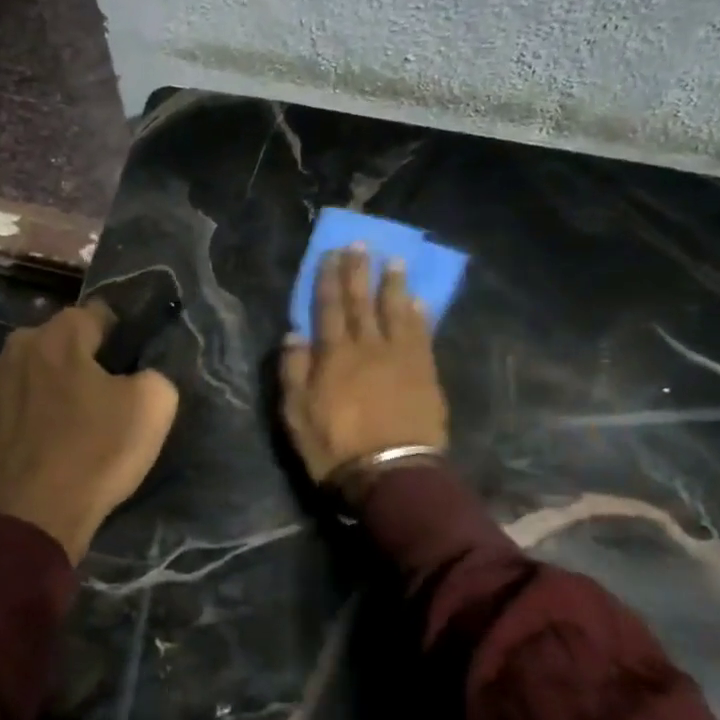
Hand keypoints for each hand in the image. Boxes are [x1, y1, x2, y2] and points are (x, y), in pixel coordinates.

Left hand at [0, 302, 179, 562]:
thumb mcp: (153, 408)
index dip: (117, 336)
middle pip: (57, 343)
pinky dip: (18, 415)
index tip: (127, 364)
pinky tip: (32, 444)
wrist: (26, 517)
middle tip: (97, 398)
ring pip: (26, 372)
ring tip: (61, 425)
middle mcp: (16, 347)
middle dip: (76, 361)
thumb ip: (154, 375)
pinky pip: (4, 404)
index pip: (96, 315)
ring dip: (44, 387)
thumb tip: (141, 376)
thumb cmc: (93, 455)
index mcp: (60, 336)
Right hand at [279, 246, 448, 484]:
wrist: (391, 475)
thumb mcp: (296, 414)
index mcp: (334, 355)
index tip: (332, 254)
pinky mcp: (425, 373)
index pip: (328, 307)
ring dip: (394, 285)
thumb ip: (294, 371)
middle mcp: (368, 347)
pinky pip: (422, 336)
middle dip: (360, 271)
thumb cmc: (335, 447)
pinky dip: (419, 316)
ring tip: (395, 261)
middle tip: (362, 244)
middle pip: (362, 301)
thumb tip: (294, 334)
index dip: (329, 279)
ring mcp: (400, 358)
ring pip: (396, 312)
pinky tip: (419, 301)